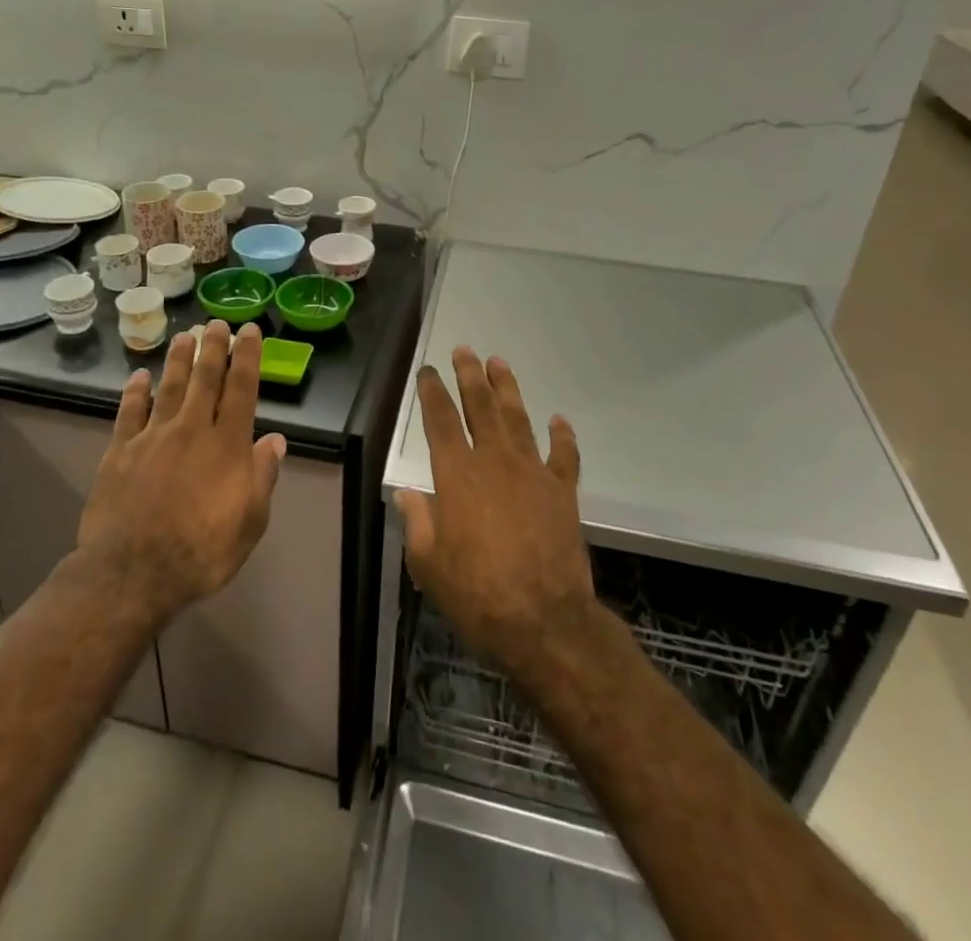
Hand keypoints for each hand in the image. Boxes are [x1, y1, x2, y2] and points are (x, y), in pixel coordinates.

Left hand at [79, 321, 285, 622]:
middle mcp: (191, 430)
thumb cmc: (201, 551)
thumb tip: (274, 440)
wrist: (133, 572)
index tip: (249, 331)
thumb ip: (262, 477)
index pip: (241, 389)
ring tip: (184, 337)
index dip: (247, 357)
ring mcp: (152, 437)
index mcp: (226, 445)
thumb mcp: (250, 522)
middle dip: (212, 348)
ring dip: (177, 360)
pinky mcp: (119, 452)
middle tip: (215, 323)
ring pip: (168, 388)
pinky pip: (129, 413)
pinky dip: (134, 392)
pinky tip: (138, 377)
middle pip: (204, 379)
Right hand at [394, 348, 595, 676]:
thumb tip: (407, 494)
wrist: (544, 621)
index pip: (440, 420)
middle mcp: (494, 461)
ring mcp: (532, 473)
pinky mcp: (562, 492)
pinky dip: (562, 436)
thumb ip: (418, 522)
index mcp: (457, 474)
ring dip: (508, 389)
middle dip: (470, 375)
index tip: (428, 371)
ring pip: (518, 419)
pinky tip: (558, 419)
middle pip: (481, 406)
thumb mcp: (428, 563)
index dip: (432, 392)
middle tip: (465, 350)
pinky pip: (563, 455)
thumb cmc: (476, 592)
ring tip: (499, 364)